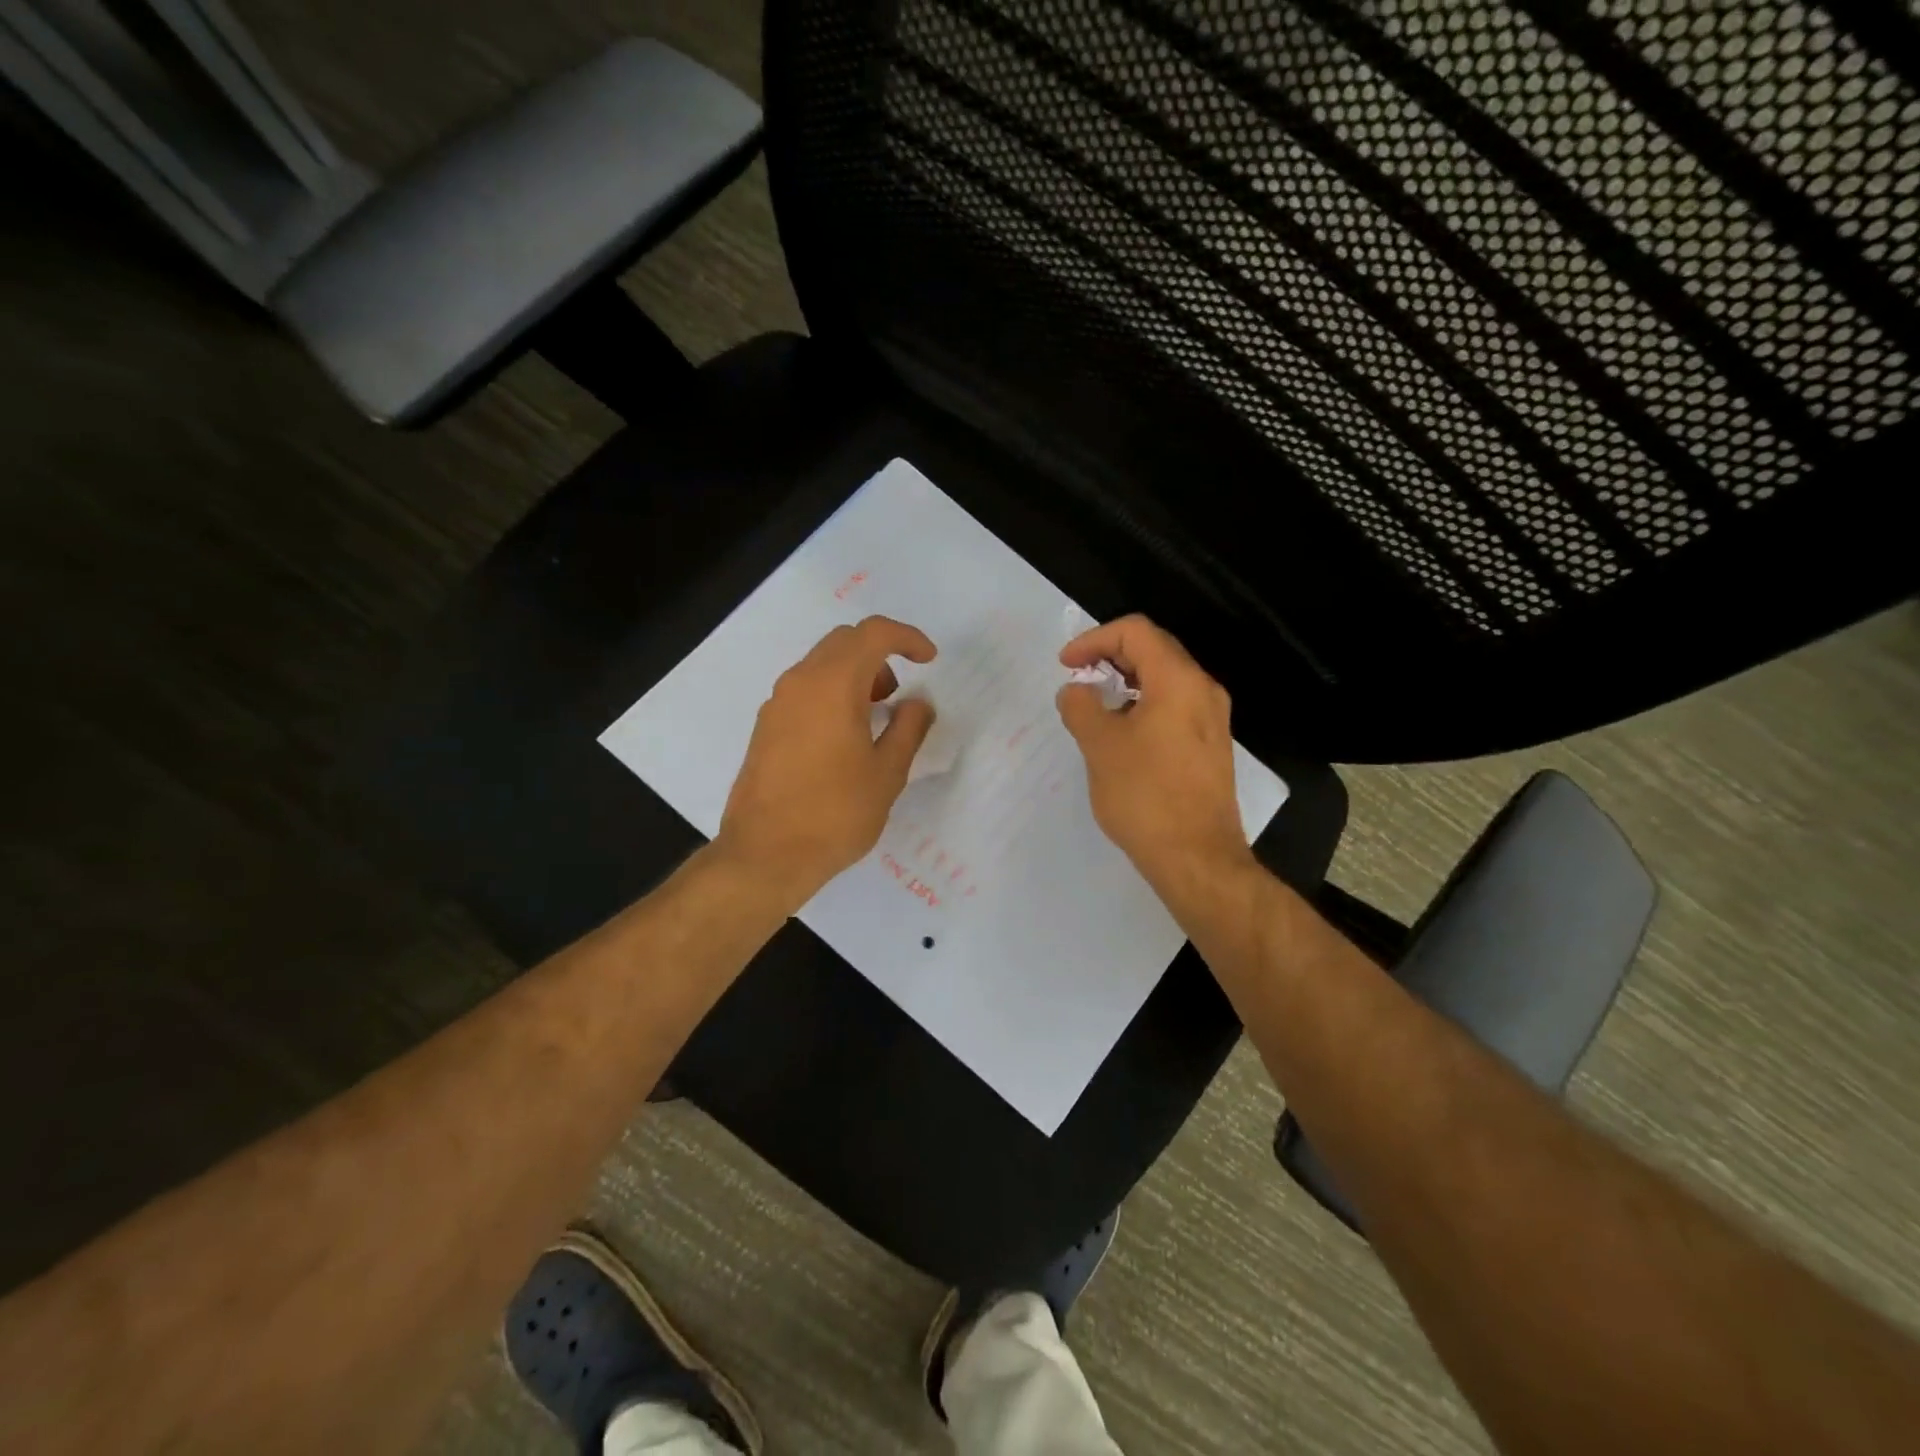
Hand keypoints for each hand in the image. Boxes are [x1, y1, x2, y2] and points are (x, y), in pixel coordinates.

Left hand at [717, 616, 936, 908]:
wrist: (766, 854)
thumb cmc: (836, 813)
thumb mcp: (887, 773)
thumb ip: (908, 728)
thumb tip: (917, 704)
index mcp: (833, 684)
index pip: (873, 634)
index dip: (907, 638)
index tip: (929, 660)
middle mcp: (800, 682)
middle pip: (844, 642)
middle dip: (880, 654)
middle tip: (899, 693)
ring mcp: (777, 703)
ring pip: (821, 664)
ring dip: (854, 674)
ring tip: (875, 717)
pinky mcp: (766, 726)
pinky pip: (805, 689)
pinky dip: (832, 693)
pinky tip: (844, 736)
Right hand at [1056, 615, 1253, 895]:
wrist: (1196, 858)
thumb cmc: (1145, 795)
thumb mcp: (1100, 746)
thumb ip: (1081, 707)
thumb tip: (1076, 691)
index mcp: (1178, 680)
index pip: (1135, 632)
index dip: (1094, 639)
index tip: (1066, 665)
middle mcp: (1203, 691)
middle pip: (1154, 650)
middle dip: (1110, 656)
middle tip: (1078, 678)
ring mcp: (1211, 720)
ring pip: (1165, 680)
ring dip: (1126, 683)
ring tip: (1094, 706)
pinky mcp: (1209, 747)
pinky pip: (1174, 707)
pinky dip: (1142, 705)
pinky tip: (1121, 734)